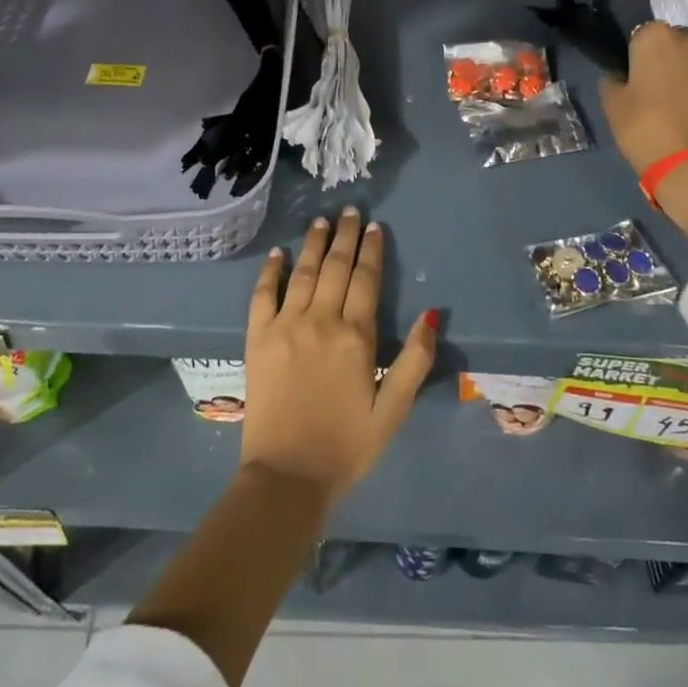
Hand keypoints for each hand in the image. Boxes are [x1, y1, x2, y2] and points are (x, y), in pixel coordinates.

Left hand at [241, 207, 437, 503]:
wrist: (287, 476)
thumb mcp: (394, 411)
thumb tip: (431, 315)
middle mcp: (320, 321)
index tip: (374, 227)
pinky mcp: (257, 339)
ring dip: (312, 244)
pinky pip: (262, 295)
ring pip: (302, 273)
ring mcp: (284, 326)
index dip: (371, 251)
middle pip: (335, 267)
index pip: (366, 280)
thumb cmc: (347, 446)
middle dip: (344, 236)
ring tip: (320, 221)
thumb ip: (414, 361)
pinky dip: (270, 271)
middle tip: (349, 210)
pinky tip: (277, 254)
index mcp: (356, 337)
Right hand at [601, 22, 687, 256]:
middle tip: (661, 90)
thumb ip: (614, 82)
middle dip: (671, 59)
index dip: (638, 58)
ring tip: (686, 103)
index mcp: (657, 37)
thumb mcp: (612, 105)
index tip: (636, 79)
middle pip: (679, 42)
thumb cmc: (645, 128)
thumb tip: (621, 77)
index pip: (642, 36)